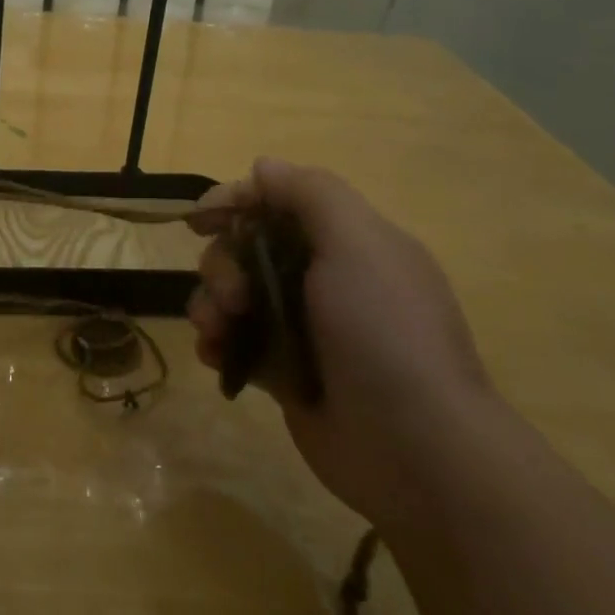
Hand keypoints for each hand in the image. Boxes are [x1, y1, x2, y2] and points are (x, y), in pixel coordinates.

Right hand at [187, 158, 497, 526]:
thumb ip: (310, 194)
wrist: (415, 447)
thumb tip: (263, 166)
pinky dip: (217, 342)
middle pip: (246, 248)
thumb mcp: (357, 244)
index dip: (237, 201)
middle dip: (223, 264)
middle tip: (234, 296)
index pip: (280, 202)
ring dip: (212, 304)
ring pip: (233, 295)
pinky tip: (216, 356)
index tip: (200, 218)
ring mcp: (302, 328)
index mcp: (348, 243)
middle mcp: (323, 279)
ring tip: (219, 331)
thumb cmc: (383, 332)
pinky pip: (234, 341)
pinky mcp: (283, 371)